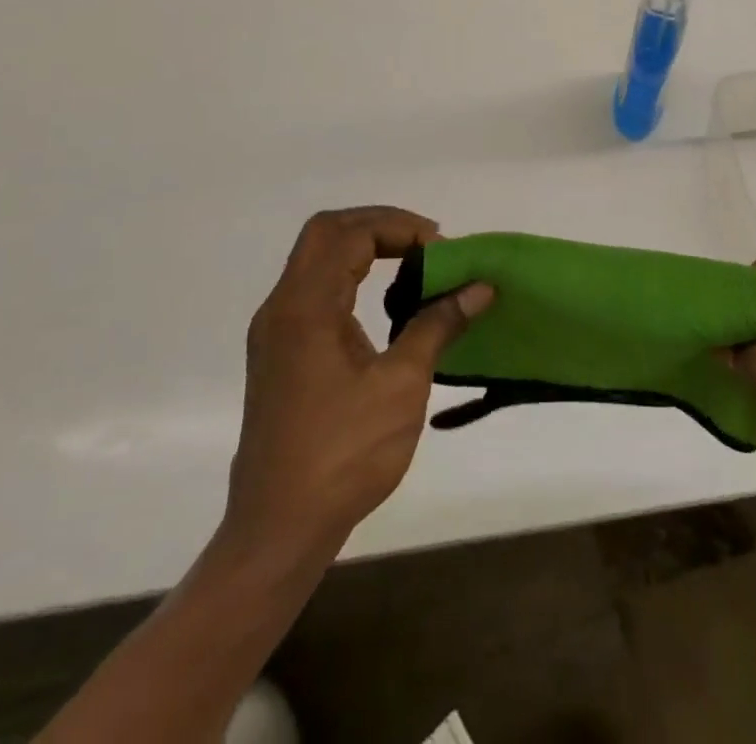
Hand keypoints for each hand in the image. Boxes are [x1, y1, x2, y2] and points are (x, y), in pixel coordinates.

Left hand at [218, 207, 492, 558]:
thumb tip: (480, 288)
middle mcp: (283, 307)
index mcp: (307, 307)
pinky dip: (349, 276)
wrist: (277, 529)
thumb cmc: (343, 455)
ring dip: (362, 248)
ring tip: (412, 264)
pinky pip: (313, 289)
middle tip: (424, 242)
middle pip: (325, 232)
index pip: (350, 234)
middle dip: (378, 225)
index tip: (440, 248)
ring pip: (316, 259)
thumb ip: (438, 326)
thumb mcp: (402, 386)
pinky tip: (383, 304)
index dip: (399, 228)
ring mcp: (275, 331)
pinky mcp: (279, 353)